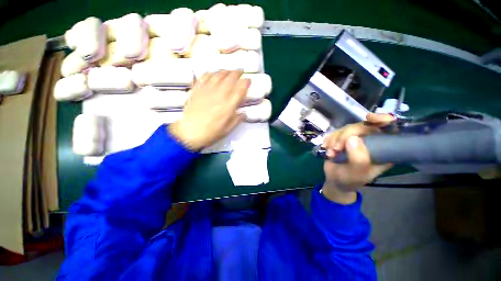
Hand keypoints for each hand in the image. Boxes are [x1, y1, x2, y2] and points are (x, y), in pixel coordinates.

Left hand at [169, 70, 249, 150]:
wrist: (190, 132)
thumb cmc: (211, 132)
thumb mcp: (228, 129)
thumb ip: (237, 119)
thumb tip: (244, 113)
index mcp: (229, 104)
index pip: (241, 88)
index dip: (246, 82)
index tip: (248, 80)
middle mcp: (220, 94)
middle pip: (230, 78)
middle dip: (237, 73)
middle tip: (240, 72)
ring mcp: (208, 90)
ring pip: (218, 75)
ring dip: (225, 71)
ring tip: (229, 71)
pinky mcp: (197, 89)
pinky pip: (205, 77)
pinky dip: (210, 73)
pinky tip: (213, 73)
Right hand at [321, 113, 393, 203]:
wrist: (335, 181)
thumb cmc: (350, 180)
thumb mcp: (357, 174)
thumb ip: (358, 159)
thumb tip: (353, 138)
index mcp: (383, 149)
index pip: (389, 128)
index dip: (382, 119)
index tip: (369, 118)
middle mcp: (370, 141)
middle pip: (362, 126)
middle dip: (345, 136)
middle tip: (336, 149)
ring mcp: (355, 139)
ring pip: (346, 129)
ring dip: (334, 140)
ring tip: (330, 154)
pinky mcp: (341, 139)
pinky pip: (334, 132)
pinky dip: (329, 140)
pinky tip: (326, 149)